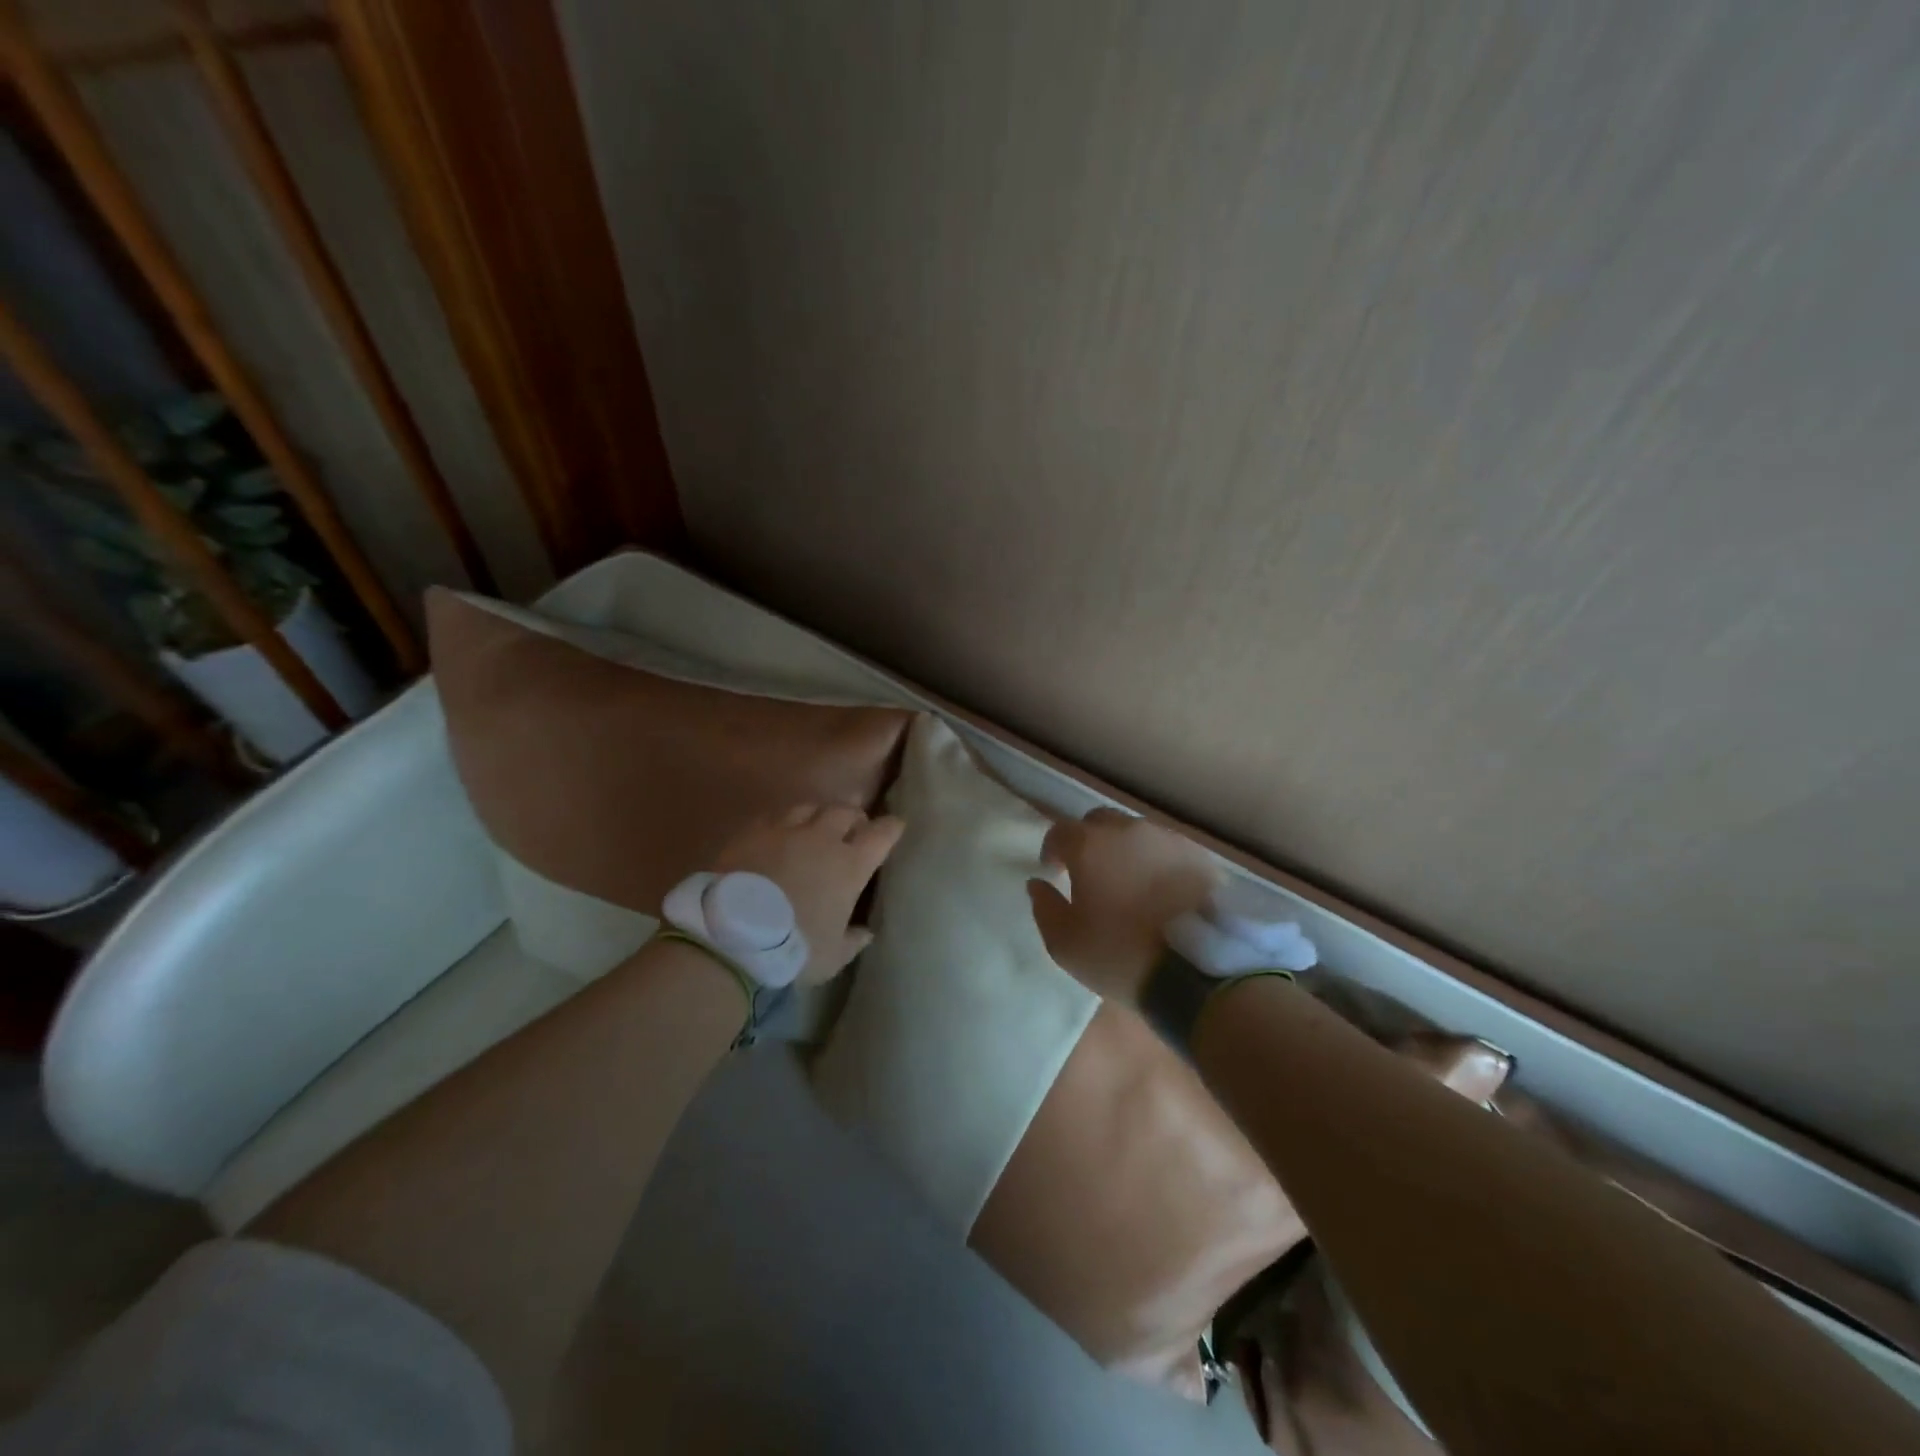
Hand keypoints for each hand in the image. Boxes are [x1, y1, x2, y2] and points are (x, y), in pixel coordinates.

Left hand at [714, 803, 905, 983]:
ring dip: (818, 814)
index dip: (891, 828)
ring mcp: (785, 830)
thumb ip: (852, 940)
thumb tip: (866, 933)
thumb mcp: (832, 956)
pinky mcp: (752, 832)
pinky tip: (779, 833)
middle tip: (854, 827)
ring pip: (809, 807)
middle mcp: (822, 838)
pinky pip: (774, 817)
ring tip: (815, 825)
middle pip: (845, 812)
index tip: (895, 826)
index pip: (881, 834)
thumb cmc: (794, 948)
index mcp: (850, 865)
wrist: (733, 936)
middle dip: (854, 817)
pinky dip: (783, 822)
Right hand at [1027, 807, 1220, 1004]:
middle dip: (1088, 841)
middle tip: (1089, 872)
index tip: (1053, 872)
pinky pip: (1167, 849)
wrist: (1198, 969)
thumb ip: (1044, 907)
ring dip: (1124, 849)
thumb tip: (1038, 884)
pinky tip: (1161, 888)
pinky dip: (1156, 861)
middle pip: (1099, 822)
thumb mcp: (1065, 943)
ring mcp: (1167, 839)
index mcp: (1089, 845)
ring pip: (1136, 833)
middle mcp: (1128, 830)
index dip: (1052, 849)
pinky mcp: (1200, 855)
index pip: (1059, 831)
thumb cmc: (1120, 954)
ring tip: (1128, 881)